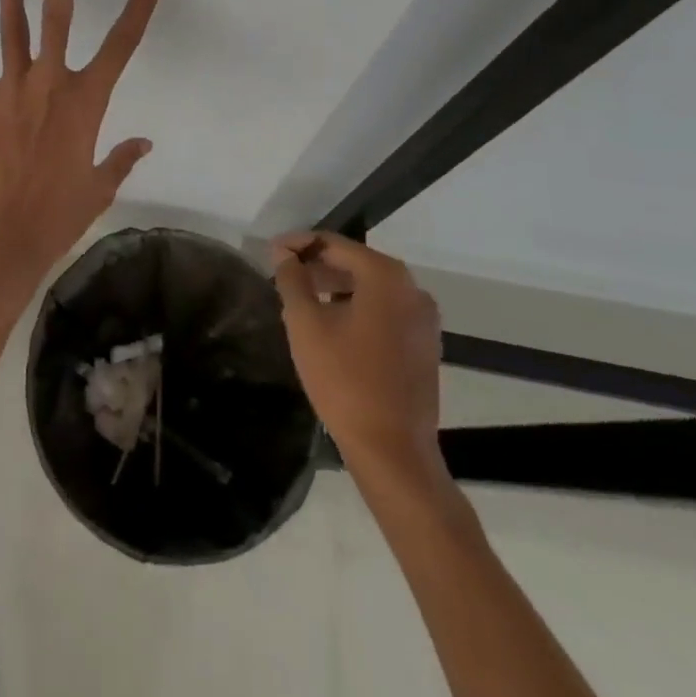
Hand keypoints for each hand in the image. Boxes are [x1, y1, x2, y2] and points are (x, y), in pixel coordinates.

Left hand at [0, 0, 165, 285]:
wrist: (2, 242)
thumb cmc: (57, 217)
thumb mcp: (98, 188)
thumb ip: (122, 159)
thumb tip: (145, 143)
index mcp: (87, 102)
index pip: (123, 43)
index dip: (140, 5)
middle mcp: (50, 83)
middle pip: (60, 15)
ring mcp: (11, 90)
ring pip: (12, 26)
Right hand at [272, 232, 443, 468]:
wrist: (393, 452)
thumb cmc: (345, 380)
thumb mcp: (306, 324)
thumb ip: (292, 279)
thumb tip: (284, 254)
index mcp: (386, 276)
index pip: (334, 244)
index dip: (299, 244)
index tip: (271, 251)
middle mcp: (412, 289)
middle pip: (355, 264)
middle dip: (317, 266)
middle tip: (282, 275)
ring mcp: (423, 319)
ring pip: (370, 289)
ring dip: (335, 287)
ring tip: (301, 299)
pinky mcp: (424, 345)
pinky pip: (384, 311)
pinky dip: (356, 308)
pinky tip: (331, 324)